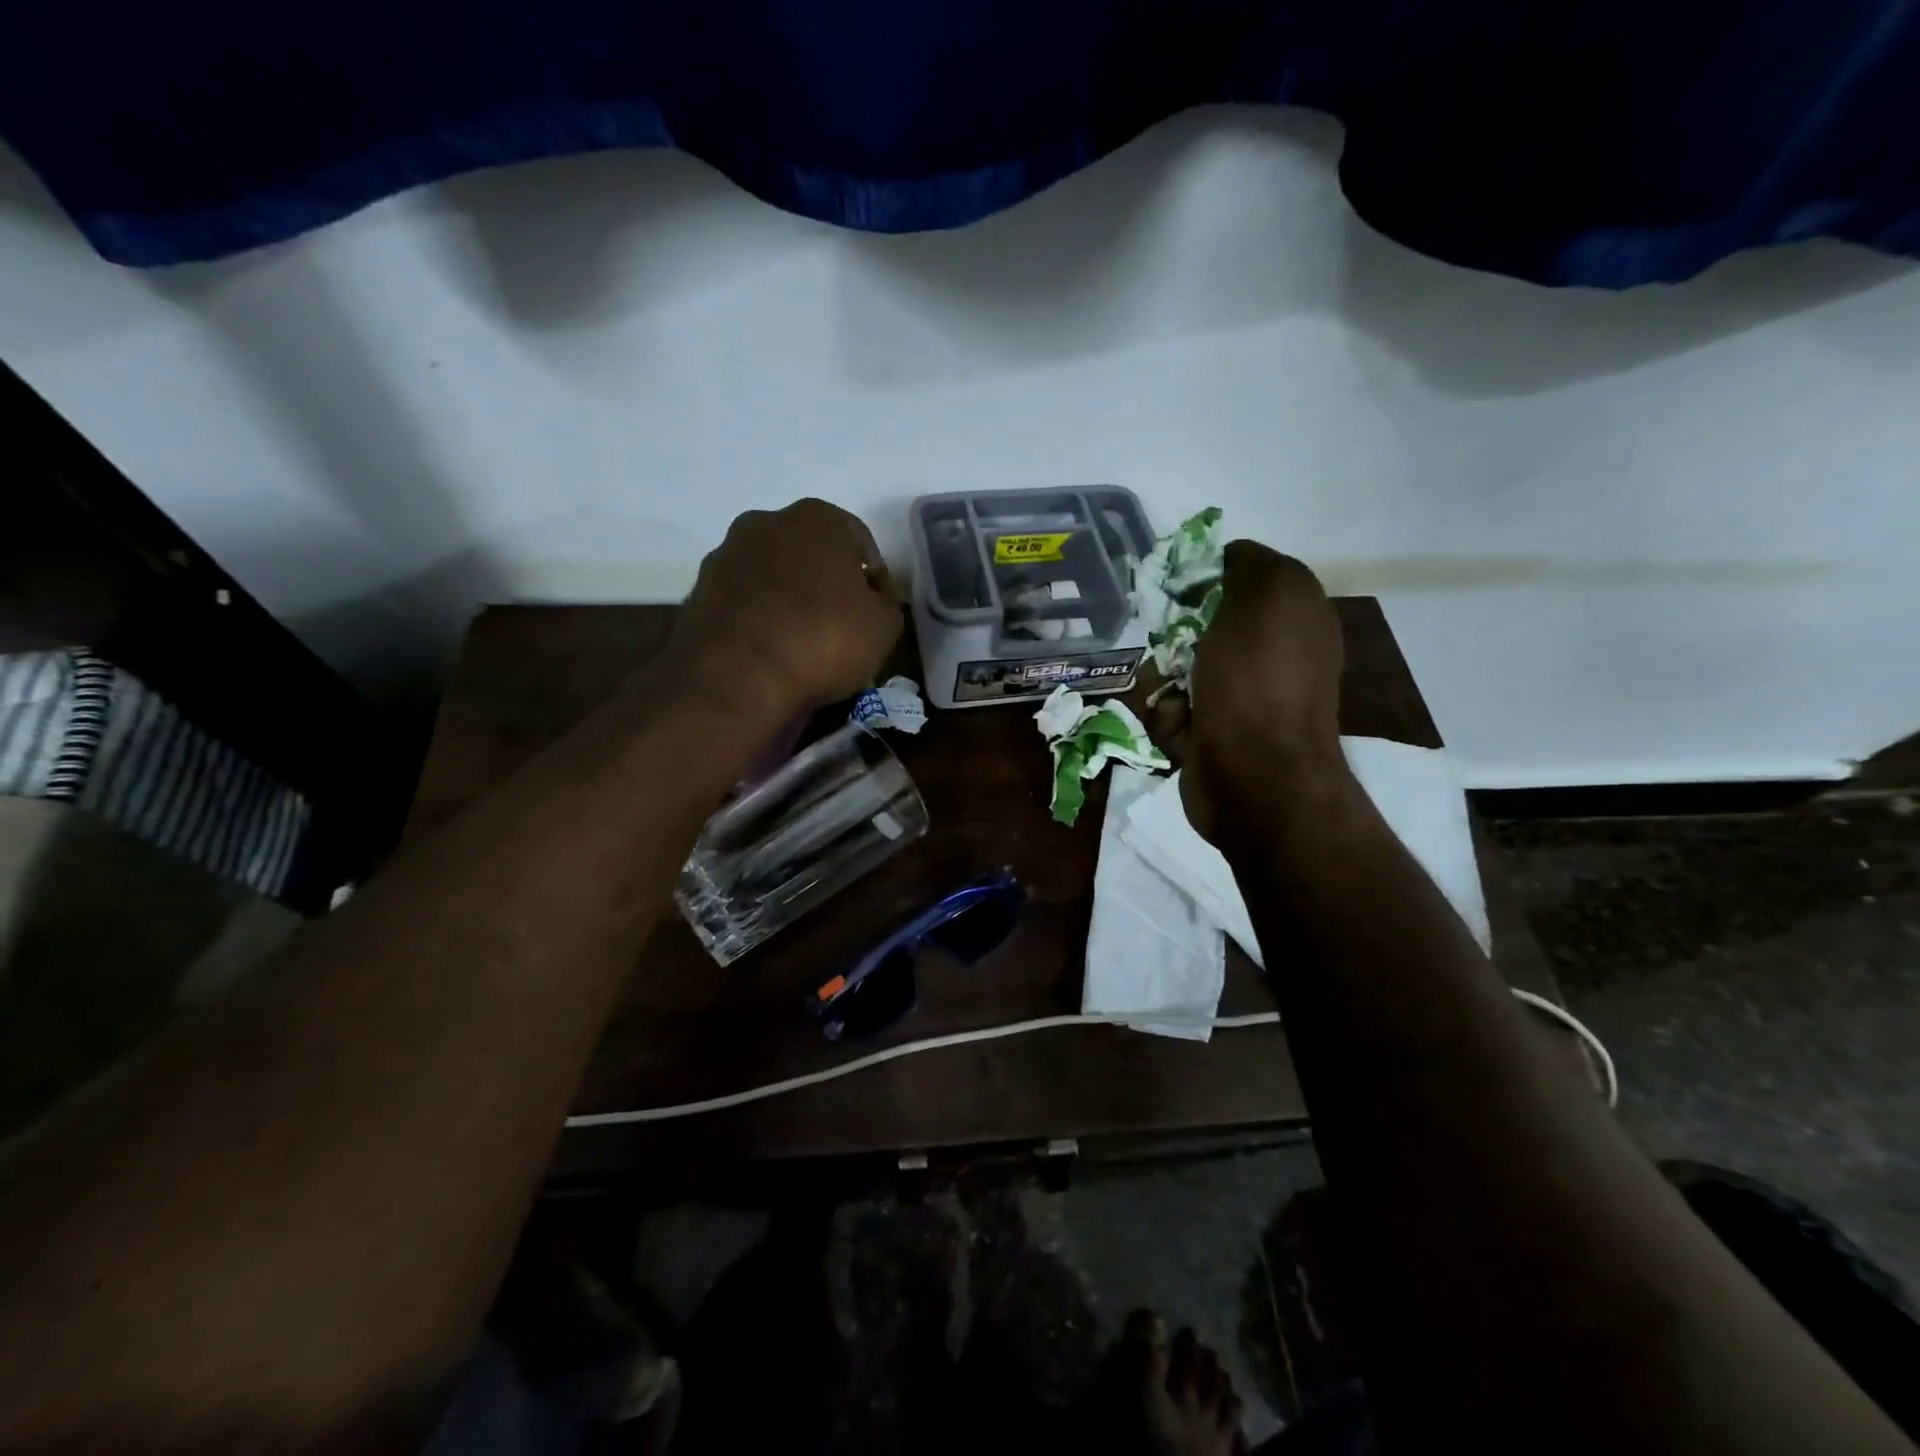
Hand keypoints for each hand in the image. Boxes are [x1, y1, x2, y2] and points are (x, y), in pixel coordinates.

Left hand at [670, 499, 902, 715]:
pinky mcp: (698, 590)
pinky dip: (758, 619)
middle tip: (839, 627)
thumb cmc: (824, 639)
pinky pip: (744, 602)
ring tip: (801, 644)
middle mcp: (767, 522)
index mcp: (819, 518)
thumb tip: (870, 599)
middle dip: (825, 584)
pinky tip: (770, 651)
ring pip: (773, 575)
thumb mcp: (884, 627)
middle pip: (811, 554)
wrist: (738, 676)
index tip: (875, 614)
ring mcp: (727, 554)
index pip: (861, 545)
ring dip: (788, 600)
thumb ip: (884, 602)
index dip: (874, 582)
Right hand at [1181, 541, 1347, 845]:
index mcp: (1290, 613)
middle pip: (1196, 621)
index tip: (1175, 588)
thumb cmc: (1257, 683)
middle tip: (1169, 647)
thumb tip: (1228, 555)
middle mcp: (1268, 650)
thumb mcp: (1261, 597)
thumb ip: (1246, 563)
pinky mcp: (1211, 730)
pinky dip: (1168, 717)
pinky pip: (1171, 707)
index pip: (1237, 573)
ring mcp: (1239, 693)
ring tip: (1173, 698)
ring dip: (1163, 680)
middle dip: (1173, 636)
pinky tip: (1180, 730)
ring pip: (1175, 666)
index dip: (1201, 576)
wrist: (1255, 779)